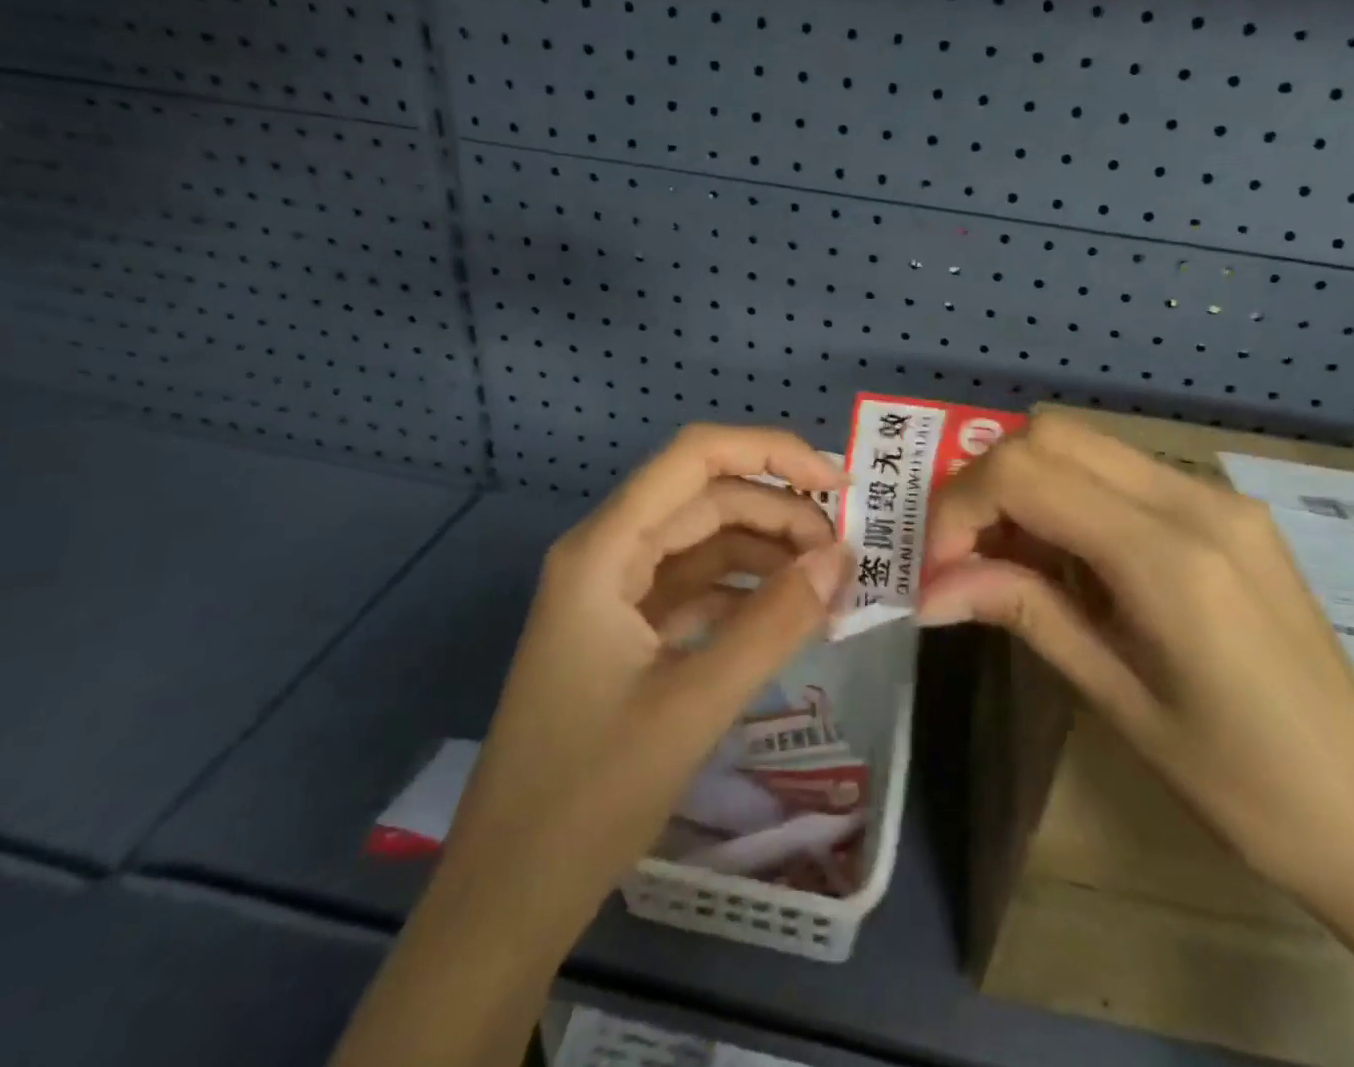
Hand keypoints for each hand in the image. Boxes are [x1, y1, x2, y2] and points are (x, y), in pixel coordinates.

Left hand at [332, 426, 848, 1066]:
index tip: (837, 484)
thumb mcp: (694, 704)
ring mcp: (616, 594)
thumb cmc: (589, 795)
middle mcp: (607, 554)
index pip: (694, 456)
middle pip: (706, 498)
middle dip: (780, 514)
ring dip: (768, 553)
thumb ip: (774, 623)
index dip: (770, 453)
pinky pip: (698, 588)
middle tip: (846, 555)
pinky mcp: (628, 633)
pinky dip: (746, 593)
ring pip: (706, 542)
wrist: (507, 899)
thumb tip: (841, 558)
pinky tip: (789, 615)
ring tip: (828, 585)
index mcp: (604, 550)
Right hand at [918, 409, 1353, 912]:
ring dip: (1028, 486)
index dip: (960, 509)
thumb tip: (930, 589)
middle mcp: (1195, 501)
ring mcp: (1218, 496)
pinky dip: (1071, 495)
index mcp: (1169, 558)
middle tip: (968, 558)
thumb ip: (1026, 614)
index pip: (1026, 474)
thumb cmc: (1244, 787)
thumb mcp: (1118, 701)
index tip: (940, 571)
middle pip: (1050, 434)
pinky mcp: (1227, 508)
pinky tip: (1073, 562)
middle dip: (987, 484)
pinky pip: (1122, 471)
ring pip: (1084, 443)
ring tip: (1015, 563)